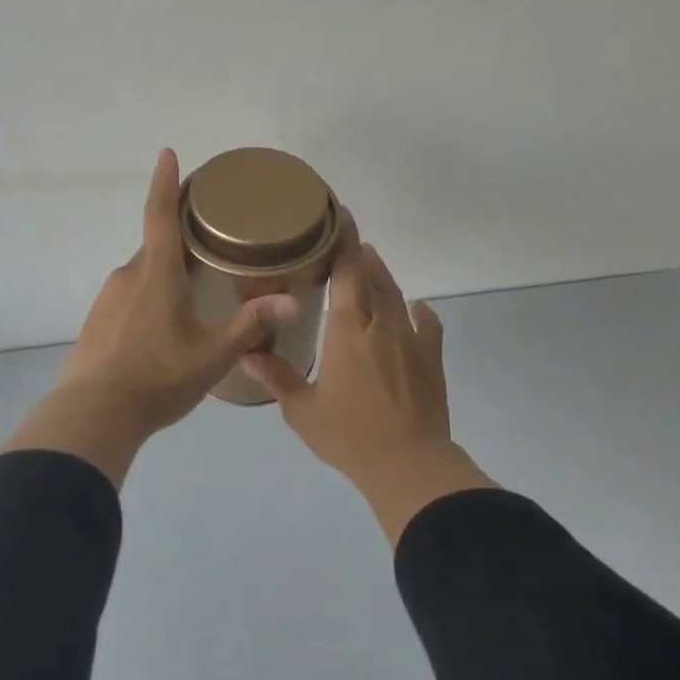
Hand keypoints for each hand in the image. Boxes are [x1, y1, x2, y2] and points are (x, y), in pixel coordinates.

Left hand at [1, 149, 298, 485]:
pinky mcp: (97, 320)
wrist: (93, 414)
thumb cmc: (158, 377)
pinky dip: (149, 299)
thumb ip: (251, 324)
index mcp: (157, 272)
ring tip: (193, 296)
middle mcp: (129, 275)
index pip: (160, 213)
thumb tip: (292, 301)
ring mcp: (108, 297)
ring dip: (166, 274)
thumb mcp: (213, 354)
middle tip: (210, 247)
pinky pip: (129, 296)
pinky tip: (161, 329)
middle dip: (181, 240)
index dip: (165, 181)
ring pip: (144, 273)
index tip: (167, 153)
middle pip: (157, 244)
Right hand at [245, 242, 493, 542]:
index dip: (344, 241)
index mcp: (348, 329)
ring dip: (382, 278)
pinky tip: (414, 311)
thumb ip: (277, 378)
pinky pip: (428, 324)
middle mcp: (381, 324)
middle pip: (373, 276)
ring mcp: (411, 339)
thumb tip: (247, 355)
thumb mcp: (302, 410)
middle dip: (359, 255)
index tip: (340, 216)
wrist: (408, 463)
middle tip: (346, 244)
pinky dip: (419, 312)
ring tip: (370, 266)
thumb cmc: (349, 435)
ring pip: (397, 296)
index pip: (347, 271)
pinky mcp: (431, 358)